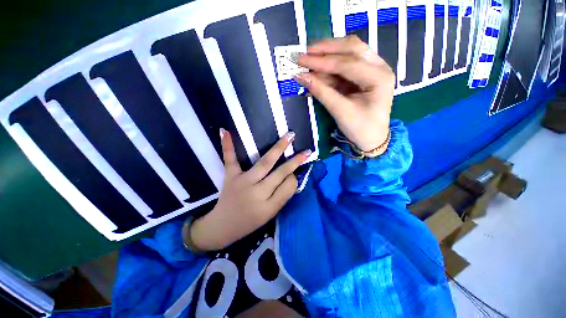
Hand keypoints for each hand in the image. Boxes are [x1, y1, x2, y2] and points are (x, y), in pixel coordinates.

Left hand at [186, 129, 310, 250]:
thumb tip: (292, 176)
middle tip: (306, 151)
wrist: (222, 227)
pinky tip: (225, 131)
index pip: (288, 186)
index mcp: (269, 206)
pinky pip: (230, 160)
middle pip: (280, 173)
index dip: (294, 177)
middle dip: (294, 161)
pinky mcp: (230, 177)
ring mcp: (243, 182)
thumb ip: (282, 196)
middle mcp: (257, 193)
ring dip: (278, 148)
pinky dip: (228, 145)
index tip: (294, 173)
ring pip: (264, 163)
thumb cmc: (250, 222)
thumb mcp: (270, 214)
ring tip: (289, 136)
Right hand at [294, 35, 393, 152]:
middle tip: (305, 53)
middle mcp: (379, 67)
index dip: (322, 61)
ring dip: (328, 55)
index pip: (347, 63)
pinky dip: (330, 67)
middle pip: (351, 48)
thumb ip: (321, 92)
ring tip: (308, 60)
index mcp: (379, 77)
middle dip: (326, 49)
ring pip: (349, 53)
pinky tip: (317, 70)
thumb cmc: (360, 129)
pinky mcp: (363, 76)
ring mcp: (372, 69)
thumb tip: (300, 77)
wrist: (372, 139)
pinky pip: (345, 65)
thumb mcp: (341, 112)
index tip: (301, 60)